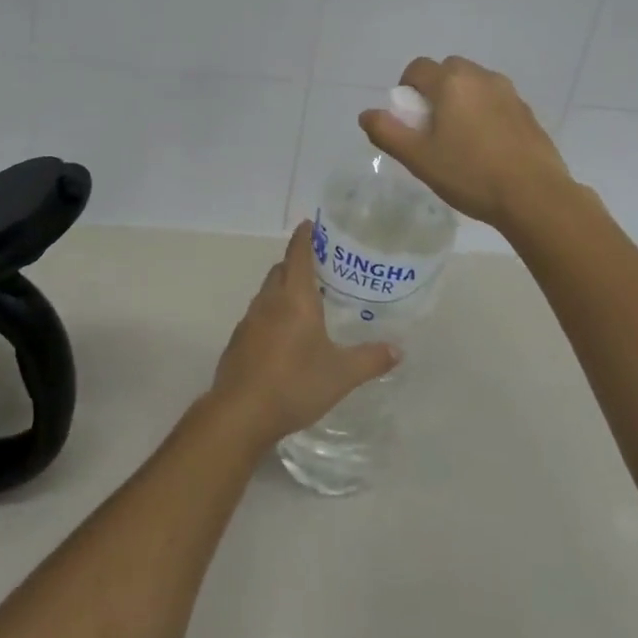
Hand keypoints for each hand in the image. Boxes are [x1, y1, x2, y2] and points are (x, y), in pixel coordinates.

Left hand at [208, 221, 398, 447]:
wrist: (240, 413)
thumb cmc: (294, 384)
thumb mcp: (341, 374)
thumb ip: (370, 359)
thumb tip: (398, 349)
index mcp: (294, 298)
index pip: (298, 254)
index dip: (304, 236)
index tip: (311, 224)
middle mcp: (269, 301)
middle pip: (281, 270)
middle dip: (296, 263)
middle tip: (320, 268)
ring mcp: (249, 321)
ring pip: (267, 292)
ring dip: (283, 289)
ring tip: (305, 302)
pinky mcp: (238, 341)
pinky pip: (258, 316)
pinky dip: (272, 313)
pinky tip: (284, 336)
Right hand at [360, 55, 570, 233]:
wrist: (534, 196)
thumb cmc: (469, 174)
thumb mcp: (418, 158)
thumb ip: (387, 132)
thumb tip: (367, 114)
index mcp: (451, 81)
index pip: (417, 68)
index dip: (406, 90)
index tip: (410, 121)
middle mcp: (481, 77)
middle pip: (447, 71)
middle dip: (435, 92)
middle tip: (432, 129)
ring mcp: (508, 93)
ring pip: (474, 85)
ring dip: (461, 101)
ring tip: (461, 140)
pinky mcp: (527, 112)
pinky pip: (496, 102)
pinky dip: (485, 114)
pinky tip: (487, 149)